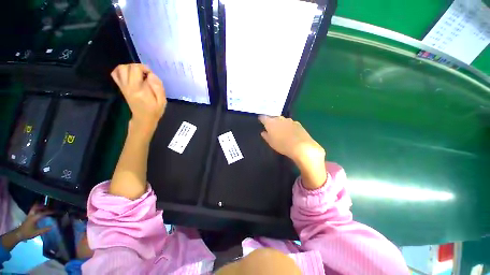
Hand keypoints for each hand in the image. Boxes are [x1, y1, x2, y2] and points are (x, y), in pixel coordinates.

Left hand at [18, 204, 52, 240]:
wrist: (18, 234)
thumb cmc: (27, 233)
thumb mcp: (36, 233)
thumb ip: (44, 230)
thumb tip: (52, 226)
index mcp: (34, 217)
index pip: (43, 213)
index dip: (49, 212)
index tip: (55, 211)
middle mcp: (31, 214)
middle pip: (36, 207)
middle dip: (42, 206)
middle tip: (48, 206)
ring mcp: (29, 215)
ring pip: (34, 208)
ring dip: (39, 207)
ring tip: (44, 208)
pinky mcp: (28, 217)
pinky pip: (33, 211)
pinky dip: (36, 210)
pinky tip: (39, 212)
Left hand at [111, 64, 166, 136]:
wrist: (143, 119)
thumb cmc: (155, 110)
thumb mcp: (162, 101)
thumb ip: (158, 87)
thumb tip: (151, 75)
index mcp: (139, 89)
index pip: (136, 70)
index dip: (145, 68)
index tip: (151, 75)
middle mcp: (129, 86)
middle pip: (128, 67)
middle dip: (138, 67)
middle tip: (146, 74)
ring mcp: (123, 87)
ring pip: (120, 69)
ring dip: (130, 67)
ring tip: (138, 74)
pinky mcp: (121, 88)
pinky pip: (115, 74)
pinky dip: (121, 70)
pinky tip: (130, 74)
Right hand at [259, 116, 324, 165]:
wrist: (301, 146)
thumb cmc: (282, 145)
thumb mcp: (271, 142)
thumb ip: (266, 136)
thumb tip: (263, 132)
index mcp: (270, 122)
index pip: (263, 117)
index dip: (261, 119)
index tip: (260, 120)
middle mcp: (279, 119)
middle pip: (273, 117)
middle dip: (271, 121)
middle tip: (270, 127)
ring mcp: (289, 120)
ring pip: (282, 119)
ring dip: (280, 123)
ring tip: (280, 129)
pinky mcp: (297, 123)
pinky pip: (289, 123)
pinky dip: (288, 125)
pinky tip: (289, 131)